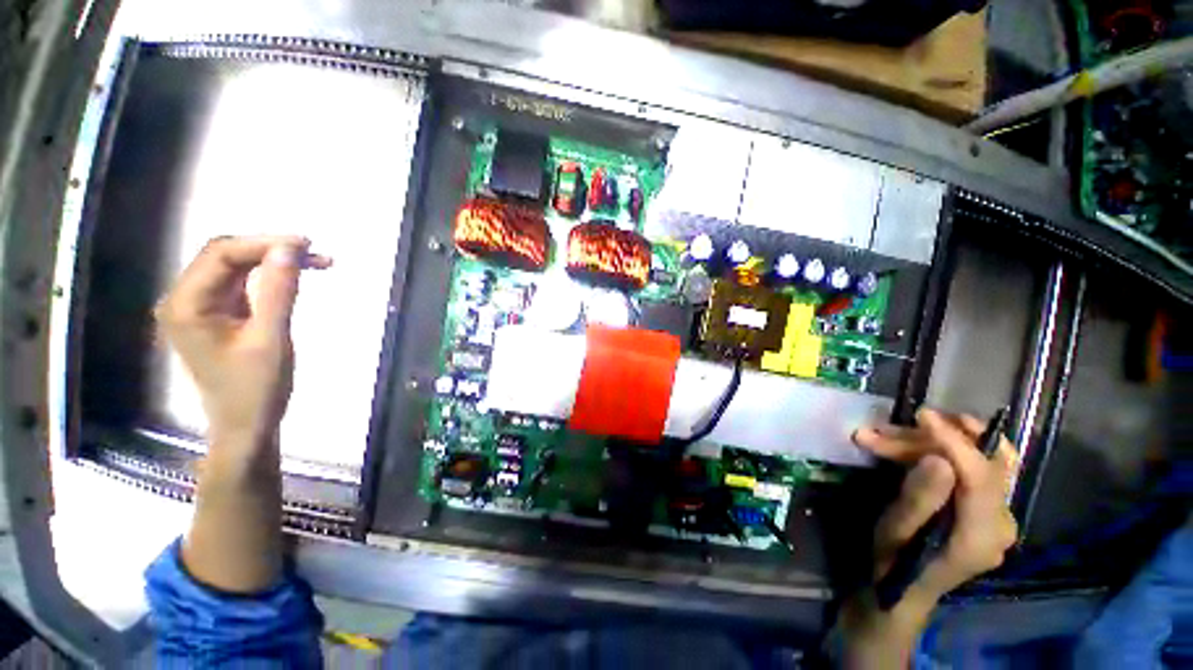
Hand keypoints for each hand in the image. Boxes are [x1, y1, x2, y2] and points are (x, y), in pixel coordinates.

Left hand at [155, 236, 329, 456]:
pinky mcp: (216, 315)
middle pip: (225, 256)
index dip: (264, 243)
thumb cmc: (256, 388)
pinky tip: (294, 277)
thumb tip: (289, 249)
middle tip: (316, 254)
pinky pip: (241, 284)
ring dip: (273, 262)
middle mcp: (185, 299)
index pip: (221, 254)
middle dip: (270, 250)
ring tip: (315, 263)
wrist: (246, 425)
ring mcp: (199, 307)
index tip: (307, 245)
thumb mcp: (271, 338)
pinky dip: (269, 277)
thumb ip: (279, 292)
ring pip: (235, 268)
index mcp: (186, 305)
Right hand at [838, 408, 1018, 665]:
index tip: (921, 416)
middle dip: (928, 441)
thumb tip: (940, 460)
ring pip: (974, 460)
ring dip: (927, 443)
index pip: (982, 476)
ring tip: (881, 436)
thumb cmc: (893, 562)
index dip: (955, 442)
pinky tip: (908, 445)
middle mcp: (1003, 523)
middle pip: (979, 463)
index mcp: (984, 535)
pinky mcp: (985, 509)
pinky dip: (938, 451)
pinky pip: (972, 468)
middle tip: (880, 432)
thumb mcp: (897, 531)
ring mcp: (998, 515)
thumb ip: (921, 499)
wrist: (900, 588)